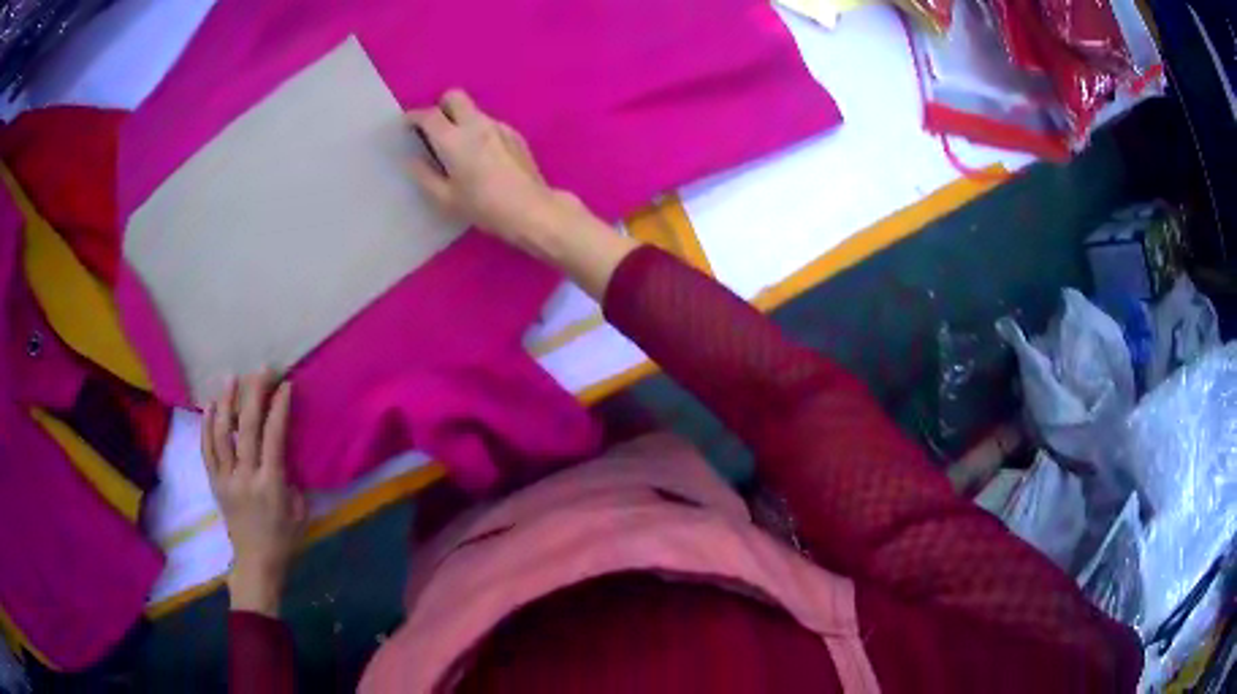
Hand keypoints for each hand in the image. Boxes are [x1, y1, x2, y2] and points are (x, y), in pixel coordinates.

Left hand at [202, 371, 306, 616]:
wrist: (256, 563)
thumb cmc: (284, 539)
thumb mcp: (299, 511)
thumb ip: (291, 478)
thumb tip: (282, 451)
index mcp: (270, 485)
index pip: (274, 438)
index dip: (279, 408)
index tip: (285, 385)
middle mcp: (245, 477)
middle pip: (247, 428)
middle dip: (254, 395)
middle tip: (260, 370)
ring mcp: (225, 479)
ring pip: (221, 434)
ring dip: (225, 402)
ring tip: (230, 378)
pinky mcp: (214, 482)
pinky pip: (206, 450)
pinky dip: (206, 425)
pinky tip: (209, 405)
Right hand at [405, 89, 579, 253]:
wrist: (530, 209)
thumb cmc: (483, 207)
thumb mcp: (445, 198)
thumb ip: (424, 175)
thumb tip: (411, 159)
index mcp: (453, 139)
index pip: (428, 115)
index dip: (413, 117)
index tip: (406, 125)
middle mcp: (476, 124)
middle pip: (454, 96)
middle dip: (440, 107)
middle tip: (434, 129)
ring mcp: (498, 126)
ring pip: (473, 110)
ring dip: (461, 119)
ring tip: (459, 147)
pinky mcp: (515, 134)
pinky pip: (490, 123)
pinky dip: (479, 131)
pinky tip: (483, 156)